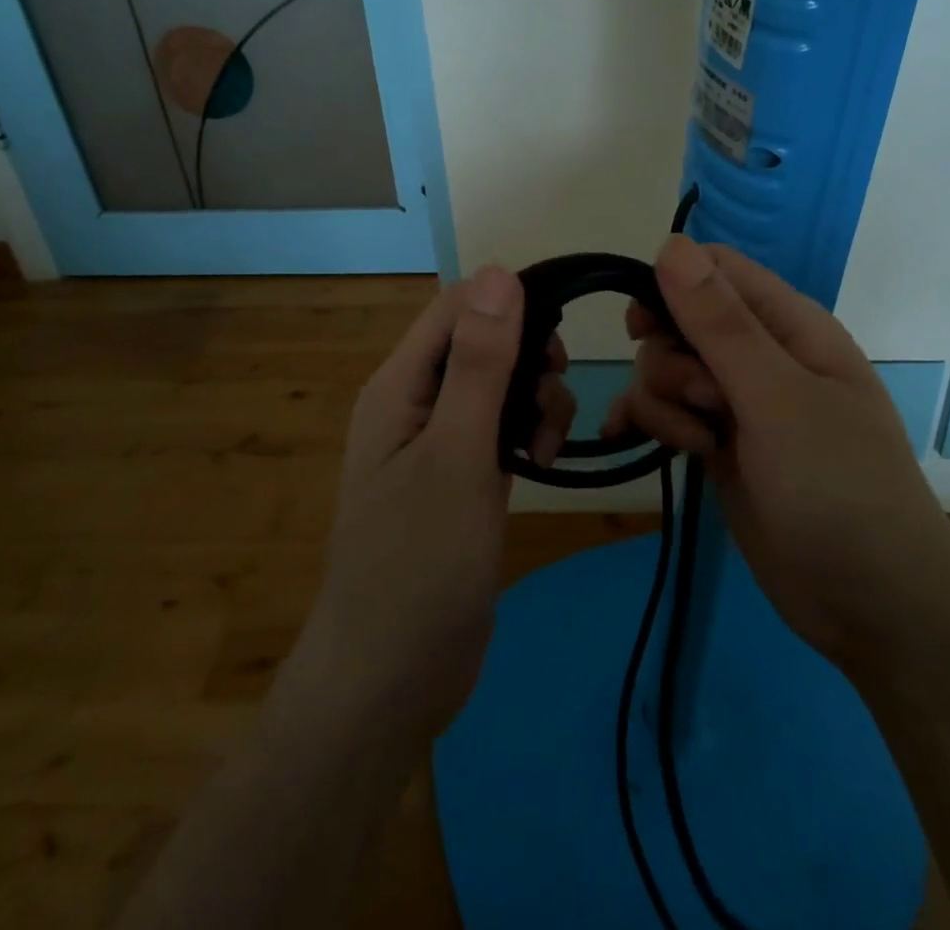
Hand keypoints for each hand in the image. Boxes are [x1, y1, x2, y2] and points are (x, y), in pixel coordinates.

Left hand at [294, 267, 573, 747]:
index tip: (557, 337)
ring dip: (535, 397)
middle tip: (552, 391)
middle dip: (528, 356)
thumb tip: (499, 272)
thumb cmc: (419, 562)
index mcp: (399, 384)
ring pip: (501, 383)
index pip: (456, 306)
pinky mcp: (463, 474)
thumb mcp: (457, 453)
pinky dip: (529, 430)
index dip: (508, 303)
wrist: (393, 678)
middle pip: (483, 340)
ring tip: (546, 443)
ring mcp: (441, 440)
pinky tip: (542, 460)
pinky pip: (503, 425)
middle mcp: (416, 401)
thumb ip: (480, 363)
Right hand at [607, 236, 949, 672]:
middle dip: (671, 357)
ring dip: (663, 400)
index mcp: (790, 325)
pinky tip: (626, 438)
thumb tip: (671, 244)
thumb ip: (720, 323)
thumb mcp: (776, 397)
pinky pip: (668, 413)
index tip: (644, 326)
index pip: (717, 270)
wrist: (870, 604)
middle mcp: (763, 356)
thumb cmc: (837, 486)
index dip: (673, 286)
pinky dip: (648, 421)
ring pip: (668, 369)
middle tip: (701, 401)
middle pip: (683, 320)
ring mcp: (740, 404)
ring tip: (698, 444)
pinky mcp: (719, 445)